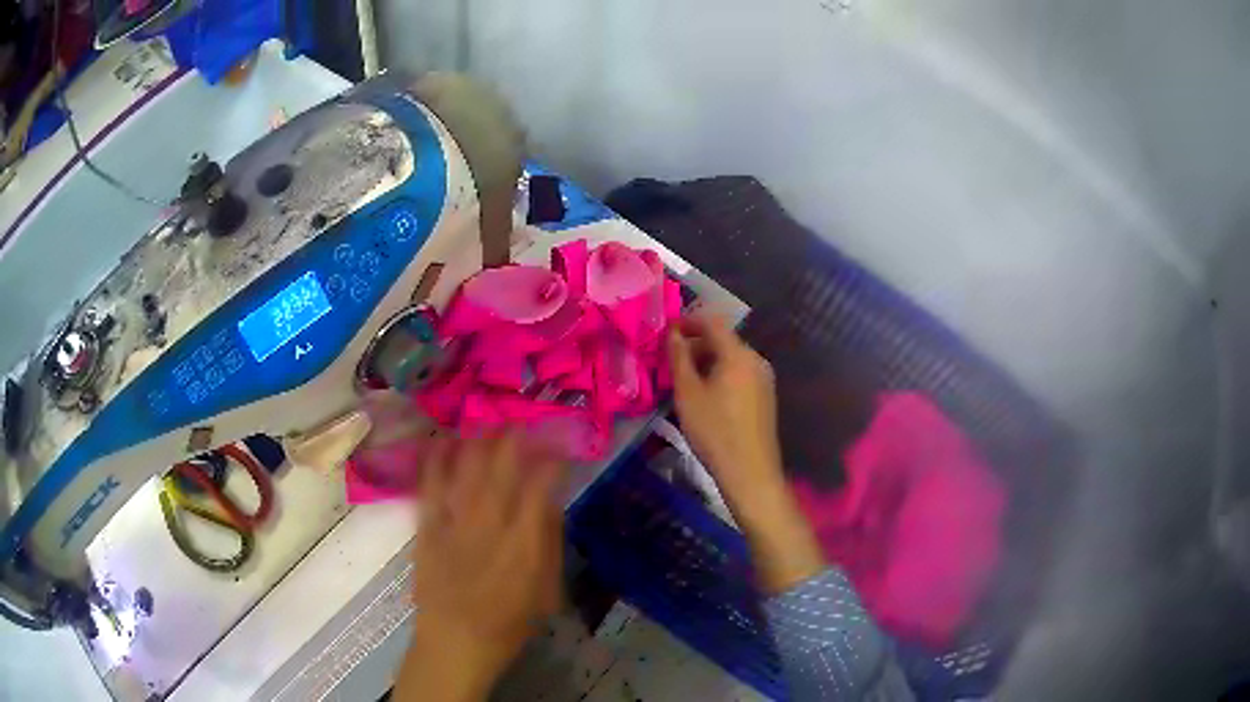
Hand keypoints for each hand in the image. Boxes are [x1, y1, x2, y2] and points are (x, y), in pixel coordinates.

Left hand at [396, 433, 563, 701]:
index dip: (550, 459)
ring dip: (479, 440)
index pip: (540, 487)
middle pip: (502, 468)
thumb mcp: (546, 591)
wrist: (455, 642)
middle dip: (514, 438)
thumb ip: (549, 545)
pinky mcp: (427, 528)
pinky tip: (444, 441)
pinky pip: (430, 486)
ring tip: (489, 423)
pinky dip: (437, 460)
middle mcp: (490, 525)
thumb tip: (549, 503)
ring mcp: (454, 523)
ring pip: (467, 469)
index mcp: (524, 543)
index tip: (557, 444)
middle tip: (522, 421)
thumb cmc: (508, 624)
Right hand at [668, 316, 824, 593]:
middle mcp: (756, 360)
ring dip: (706, 361)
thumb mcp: (688, 394)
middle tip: (668, 360)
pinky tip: (705, 396)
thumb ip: (678, 358)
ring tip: (682, 380)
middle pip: (723, 340)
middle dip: (695, 344)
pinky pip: (739, 374)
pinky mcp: (765, 397)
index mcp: (738, 354)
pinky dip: (720, 374)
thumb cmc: (715, 431)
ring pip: (731, 358)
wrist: (750, 472)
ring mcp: (764, 379)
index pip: (712, 322)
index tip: (665, 330)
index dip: (688, 320)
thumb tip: (672, 333)